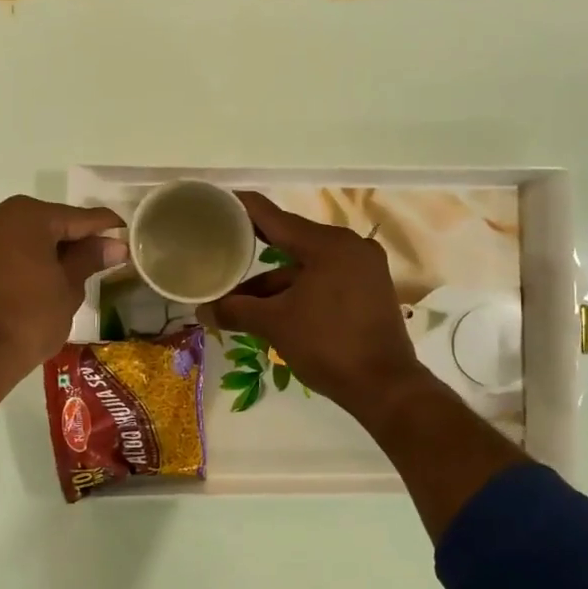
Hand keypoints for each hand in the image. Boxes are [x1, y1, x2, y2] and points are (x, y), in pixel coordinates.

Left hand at [0, 196, 123, 381]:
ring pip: (25, 232)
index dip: (106, 227)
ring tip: (74, 268)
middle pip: (50, 221)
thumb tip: (116, 245)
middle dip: (74, 237)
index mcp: (30, 215)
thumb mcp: (69, 287)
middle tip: (102, 256)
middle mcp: (0, 212)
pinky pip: (6, 244)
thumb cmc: (31, 317)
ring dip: (49, 245)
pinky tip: (44, 272)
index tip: (126, 235)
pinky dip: (26, 254)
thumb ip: (90, 258)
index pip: (79, 217)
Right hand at [200, 192, 428, 416]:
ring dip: (273, 281)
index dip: (242, 208)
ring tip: (236, 294)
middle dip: (254, 249)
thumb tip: (202, 311)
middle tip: (220, 245)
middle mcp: (349, 247)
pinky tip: (269, 306)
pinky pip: (323, 280)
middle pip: (291, 240)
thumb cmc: (328, 346)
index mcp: (328, 244)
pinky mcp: (368, 290)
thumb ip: (236, 310)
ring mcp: (363, 269)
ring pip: (306, 266)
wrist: (384, 387)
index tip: (217, 201)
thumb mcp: (275, 325)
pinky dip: (296, 290)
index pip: (274, 217)